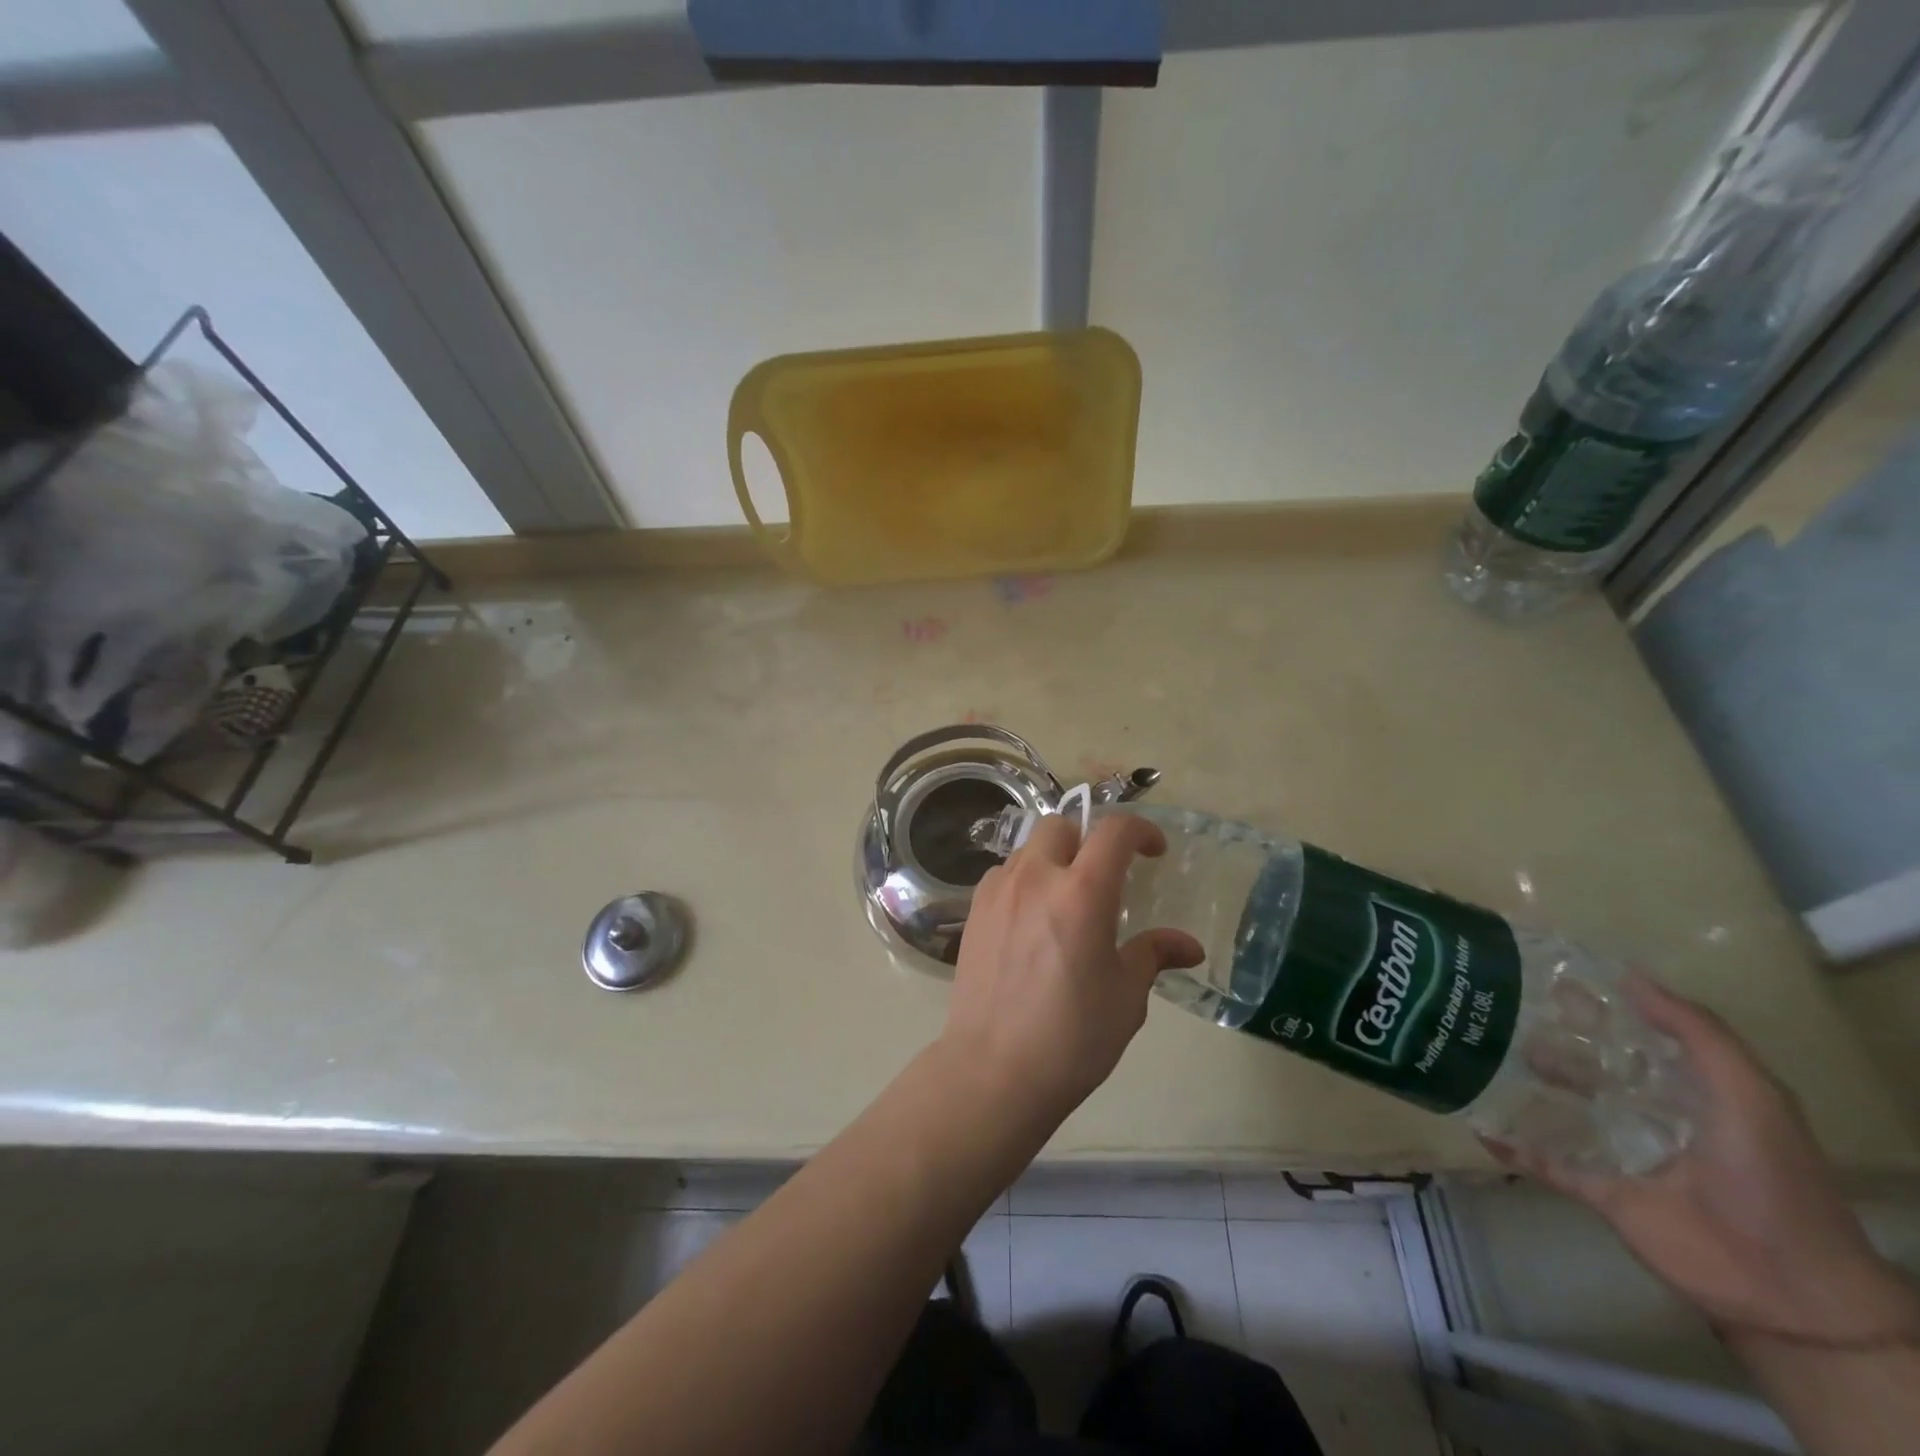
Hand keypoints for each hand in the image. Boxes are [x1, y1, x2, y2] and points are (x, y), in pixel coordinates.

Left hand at [938, 813, 1203, 1129]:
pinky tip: (1032, 918)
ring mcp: (998, 892)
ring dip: (1053, 857)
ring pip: (1028, 847)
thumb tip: (1189, 946)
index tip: (1154, 851)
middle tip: (1105, 874)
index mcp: (1082, 893)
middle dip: (1089, 838)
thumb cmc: (1072, 1036)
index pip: (1114, 830)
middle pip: (1062, 825)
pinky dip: (1024, 879)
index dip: (1140, 831)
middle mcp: (1036, 878)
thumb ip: (1154, 955)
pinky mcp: (973, 911)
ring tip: (1066, 897)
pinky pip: (1003, 874)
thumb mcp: (1126, 997)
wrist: (994, 1069)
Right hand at [1493, 975, 1919, 1345]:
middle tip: (1498, 1012)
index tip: (1549, 980)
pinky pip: (1547, 1164)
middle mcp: (1652, 1119)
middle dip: (1550, 1044)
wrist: (1784, 1285)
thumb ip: (1697, 1034)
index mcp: (1691, 1094)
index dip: (1598, 1011)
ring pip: (1562, 1112)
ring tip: (1479, 1056)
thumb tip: (1628, 977)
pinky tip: (1480, 1127)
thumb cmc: (1770, 1177)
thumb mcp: (1749, 1094)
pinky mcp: (1601, 1192)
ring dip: (1526, 1088)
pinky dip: (1514, 1148)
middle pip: (1590, 1073)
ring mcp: (1624, 1157)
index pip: (1636, 1041)